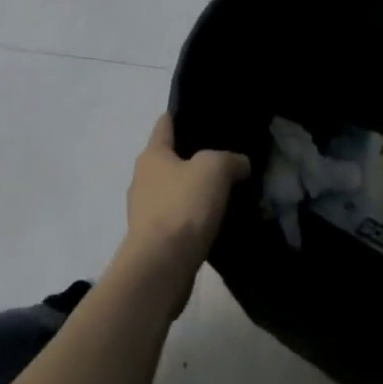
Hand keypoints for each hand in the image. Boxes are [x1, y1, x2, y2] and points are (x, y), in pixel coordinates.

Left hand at [118, 115, 249, 298]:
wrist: (161, 266)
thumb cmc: (183, 206)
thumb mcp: (213, 169)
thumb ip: (229, 159)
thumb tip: (240, 163)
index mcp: (152, 155)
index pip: (165, 124)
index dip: (180, 117)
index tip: (202, 116)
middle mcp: (142, 178)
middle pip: (169, 160)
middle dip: (193, 159)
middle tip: (225, 161)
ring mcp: (145, 211)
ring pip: (174, 192)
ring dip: (193, 193)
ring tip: (224, 195)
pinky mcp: (153, 240)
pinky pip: (177, 221)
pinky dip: (193, 221)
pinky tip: (215, 225)